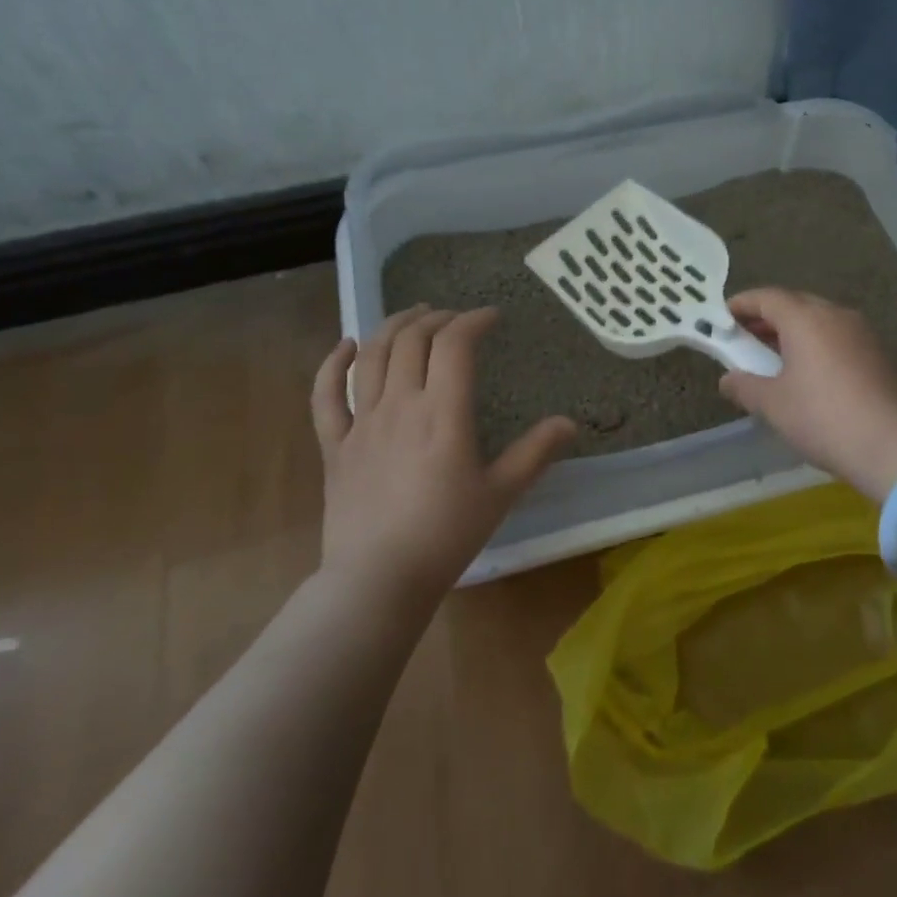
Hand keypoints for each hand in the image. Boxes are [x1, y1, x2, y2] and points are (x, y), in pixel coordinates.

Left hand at [309, 305, 575, 598]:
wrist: (378, 580)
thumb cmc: (446, 535)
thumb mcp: (500, 493)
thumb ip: (535, 453)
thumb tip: (570, 422)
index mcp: (443, 412)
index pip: (455, 344)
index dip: (473, 320)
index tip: (491, 317)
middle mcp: (400, 404)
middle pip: (412, 339)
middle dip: (436, 318)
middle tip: (455, 318)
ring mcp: (362, 422)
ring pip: (372, 355)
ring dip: (393, 326)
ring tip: (413, 316)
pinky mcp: (335, 444)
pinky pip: (326, 395)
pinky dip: (333, 364)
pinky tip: (347, 346)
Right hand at [719, 288, 896, 499]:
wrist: (894, 447)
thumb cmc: (823, 418)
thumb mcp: (774, 405)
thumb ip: (745, 386)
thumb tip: (727, 380)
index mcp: (805, 318)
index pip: (766, 297)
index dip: (741, 304)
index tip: (722, 317)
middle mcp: (835, 314)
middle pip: (794, 304)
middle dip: (766, 318)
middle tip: (744, 339)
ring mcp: (861, 332)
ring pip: (818, 320)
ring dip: (792, 332)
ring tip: (773, 358)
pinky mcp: (878, 353)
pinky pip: (837, 337)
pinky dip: (816, 344)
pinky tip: (808, 372)